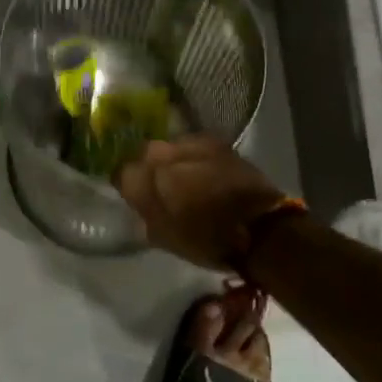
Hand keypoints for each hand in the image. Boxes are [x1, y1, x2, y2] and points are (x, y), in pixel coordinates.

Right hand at [115, 135, 287, 270]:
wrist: (260, 228)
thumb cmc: (206, 239)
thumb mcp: (164, 237)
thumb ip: (145, 214)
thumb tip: (140, 203)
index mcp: (144, 176)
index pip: (121, 172)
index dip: (126, 185)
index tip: (133, 195)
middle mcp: (161, 151)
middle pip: (145, 154)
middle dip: (149, 168)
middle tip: (160, 187)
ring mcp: (191, 142)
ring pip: (172, 148)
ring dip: (174, 161)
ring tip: (187, 179)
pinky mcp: (217, 142)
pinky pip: (196, 148)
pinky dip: (197, 158)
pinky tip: (206, 173)